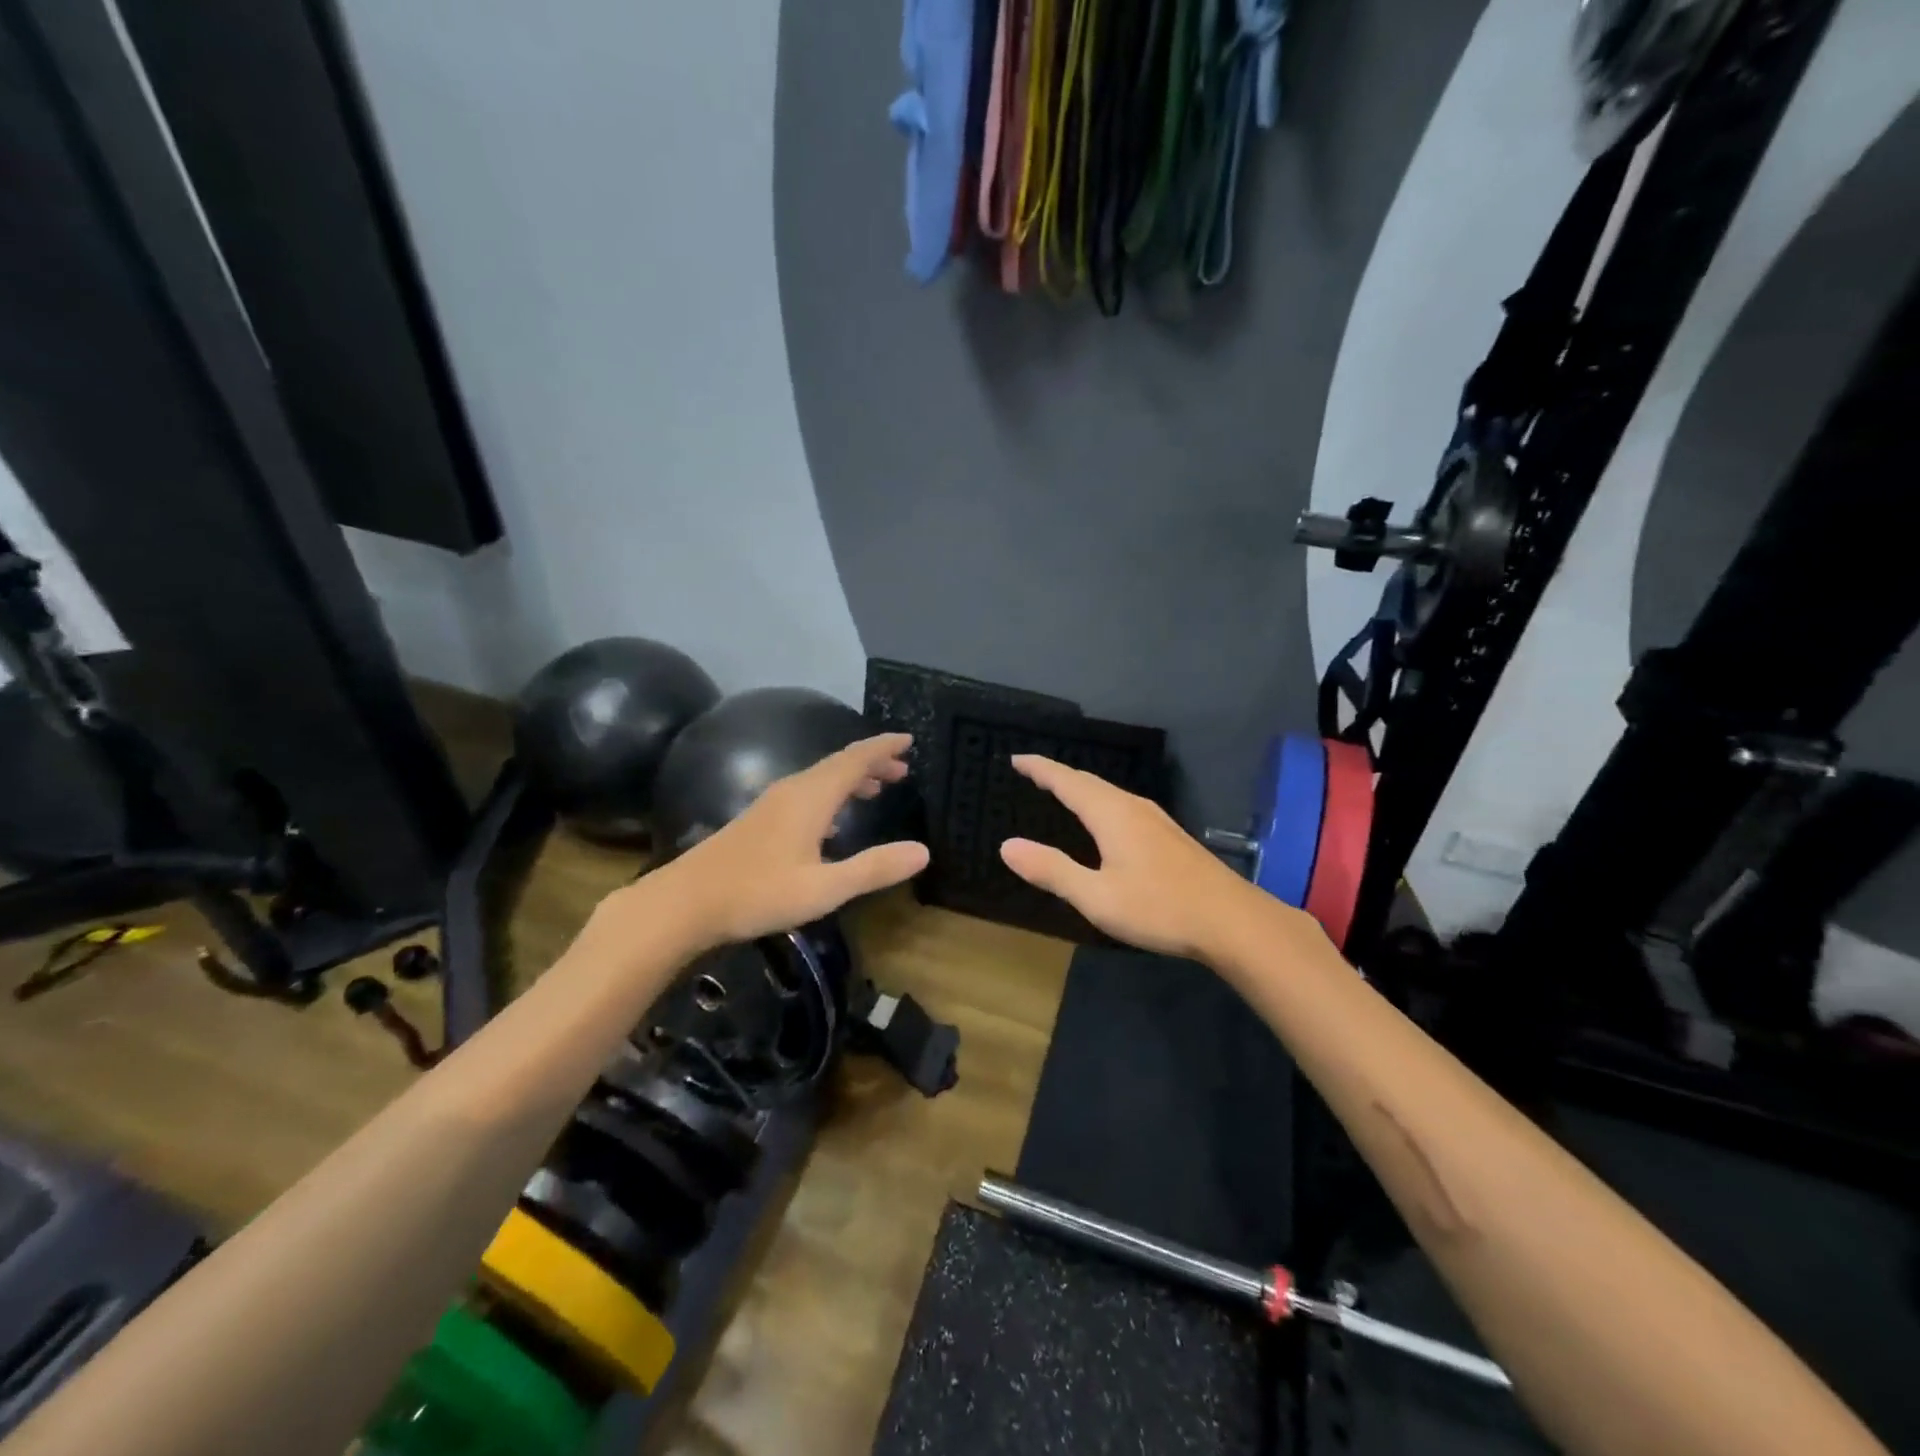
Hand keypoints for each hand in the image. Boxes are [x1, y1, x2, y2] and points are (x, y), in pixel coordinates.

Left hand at [653, 733, 930, 946]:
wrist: (685, 903)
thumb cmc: (758, 893)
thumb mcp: (824, 888)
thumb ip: (874, 868)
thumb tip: (923, 851)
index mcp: (811, 797)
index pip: (855, 760)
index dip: (882, 747)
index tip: (908, 740)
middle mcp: (792, 790)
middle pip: (838, 764)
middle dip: (871, 762)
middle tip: (902, 769)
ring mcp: (771, 803)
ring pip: (820, 778)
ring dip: (850, 778)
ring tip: (876, 788)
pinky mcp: (759, 819)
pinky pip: (805, 793)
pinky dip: (830, 794)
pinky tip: (832, 821)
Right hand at [998, 754, 1280, 960]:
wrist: (1232, 921)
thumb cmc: (1159, 908)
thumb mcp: (1096, 896)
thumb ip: (1052, 870)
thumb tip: (1007, 846)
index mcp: (1111, 814)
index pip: (1067, 781)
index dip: (1040, 768)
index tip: (1016, 758)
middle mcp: (1133, 807)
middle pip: (1089, 782)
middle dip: (1058, 774)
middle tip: (1032, 772)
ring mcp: (1156, 820)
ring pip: (1109, 793)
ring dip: (1081, 788)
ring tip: (1062, 791)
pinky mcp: (1169, 836)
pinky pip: (1123, 805)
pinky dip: (1100, 802)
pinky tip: (1105, 821)